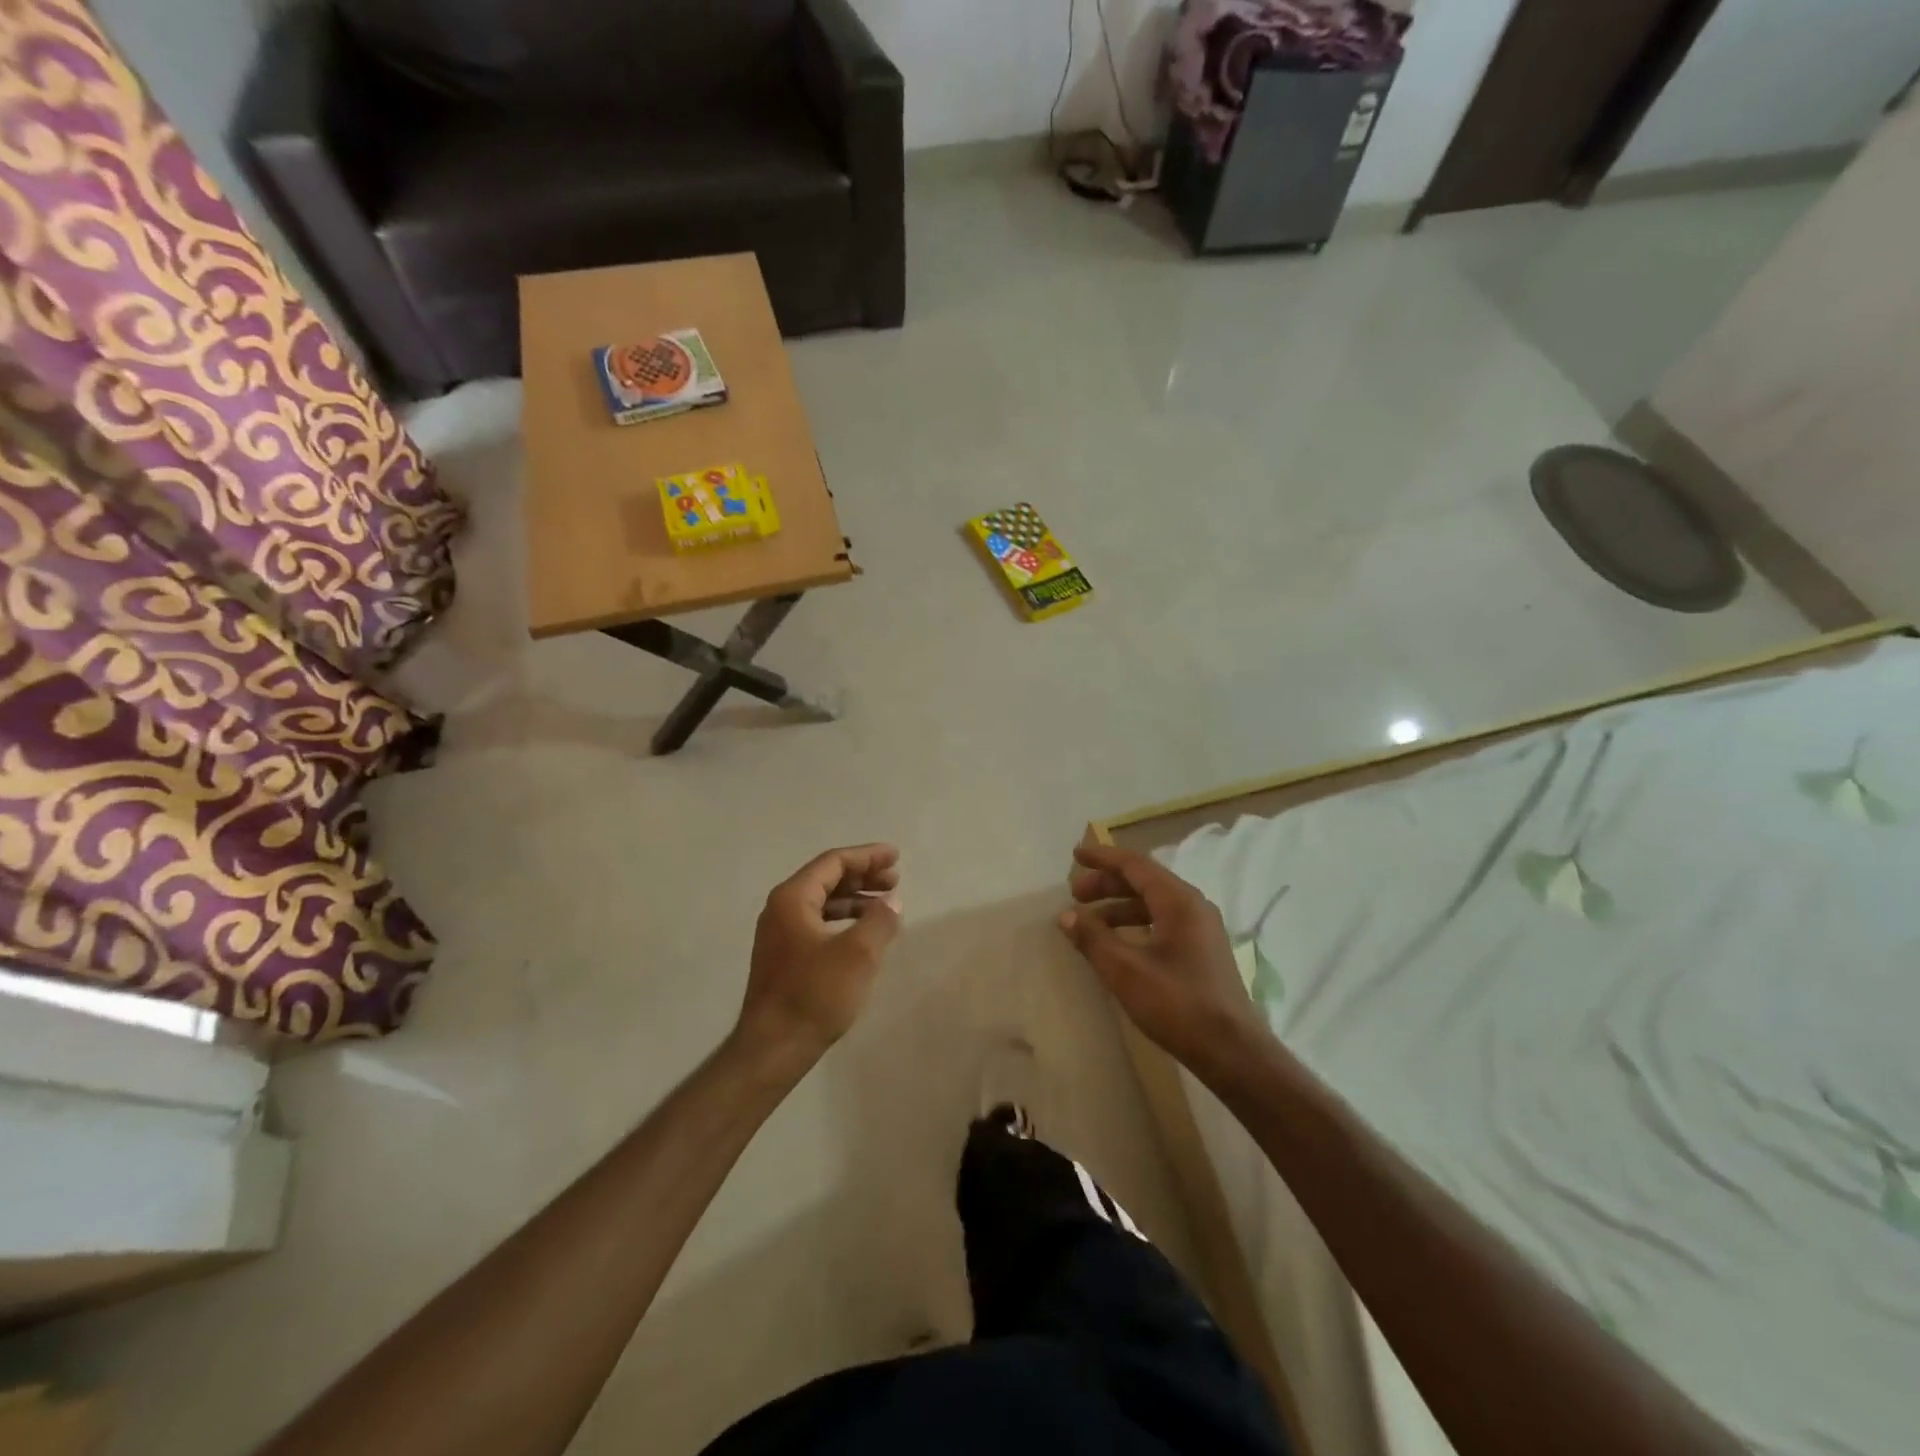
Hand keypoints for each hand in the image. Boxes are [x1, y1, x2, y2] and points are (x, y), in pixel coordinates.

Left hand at [737, 844, 902, 1065]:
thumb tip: (891, 901)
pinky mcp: (784, 956)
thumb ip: (880, 919)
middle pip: (827, 878)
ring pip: (823, 901)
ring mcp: (780, 934)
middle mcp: (781, 908)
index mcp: (792, 898)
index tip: (895, 857)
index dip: (867, 856)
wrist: (774, 1047)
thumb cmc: (815, 994)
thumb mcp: (858, 953)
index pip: (833, 862)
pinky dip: (844, 919)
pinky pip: (818, 922)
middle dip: (863, 876)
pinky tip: (864, 931)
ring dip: (855, 898)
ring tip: (886, 904)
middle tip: (895, 880)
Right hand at [1059, 842, 1265, 1074]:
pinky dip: (1136, 924)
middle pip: (1144, 881)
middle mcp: (1193, 906)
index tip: (1075, 855)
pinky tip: (1118, 943)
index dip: (1103, 858)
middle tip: (1075, 894)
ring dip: (1119, 907)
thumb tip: (1066, 915)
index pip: (1135, 865)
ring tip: (1090, 923)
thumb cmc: (1177, 1004)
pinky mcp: (1202, 951)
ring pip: (1153, 903)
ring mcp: (1201, 929)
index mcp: (1178, 901)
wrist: (1232, 1052)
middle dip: (1107, 884)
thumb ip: (1093, 938)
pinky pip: (1163, 922)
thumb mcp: (1125, 971)